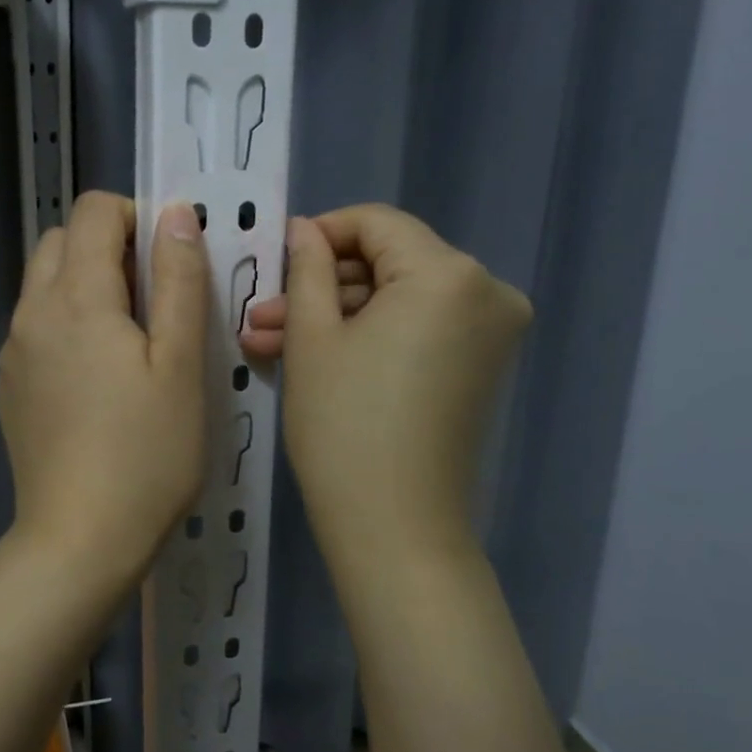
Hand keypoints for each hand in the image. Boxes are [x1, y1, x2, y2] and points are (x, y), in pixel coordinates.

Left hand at [0, 192, 209, 590]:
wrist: (80, 539)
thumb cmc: (147, 452)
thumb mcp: (181, 363)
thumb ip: (178, 280)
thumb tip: (175, 214)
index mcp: (76, 298)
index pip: (92, 212)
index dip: (135, 217)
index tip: (169, 261)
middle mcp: (31, 313)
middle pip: (61, 242)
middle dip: (108, 246)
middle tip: (153, 299)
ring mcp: (13, 352)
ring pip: (43, 285)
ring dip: (85, 284)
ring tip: (129, 340)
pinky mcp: (9, 387)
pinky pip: (35, 328)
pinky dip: (66, 323)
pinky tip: (97, 379)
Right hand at [240, 204, 530, 570]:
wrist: (394, 527)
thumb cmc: (344, 426)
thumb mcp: (312, 338)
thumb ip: (308, 269)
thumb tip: (305, 230)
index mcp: (448, 274)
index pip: (377, 224)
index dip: (320, 234)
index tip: (275, 259)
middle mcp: (486, 292)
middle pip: (388, 264)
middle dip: (320, 288)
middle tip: (261, 317)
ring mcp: (490, 333)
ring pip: (398, 301)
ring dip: (336, 317)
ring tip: (268, 342)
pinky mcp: (480, 367)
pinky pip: (416, 330)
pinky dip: (368, 338)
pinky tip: (310, 356)